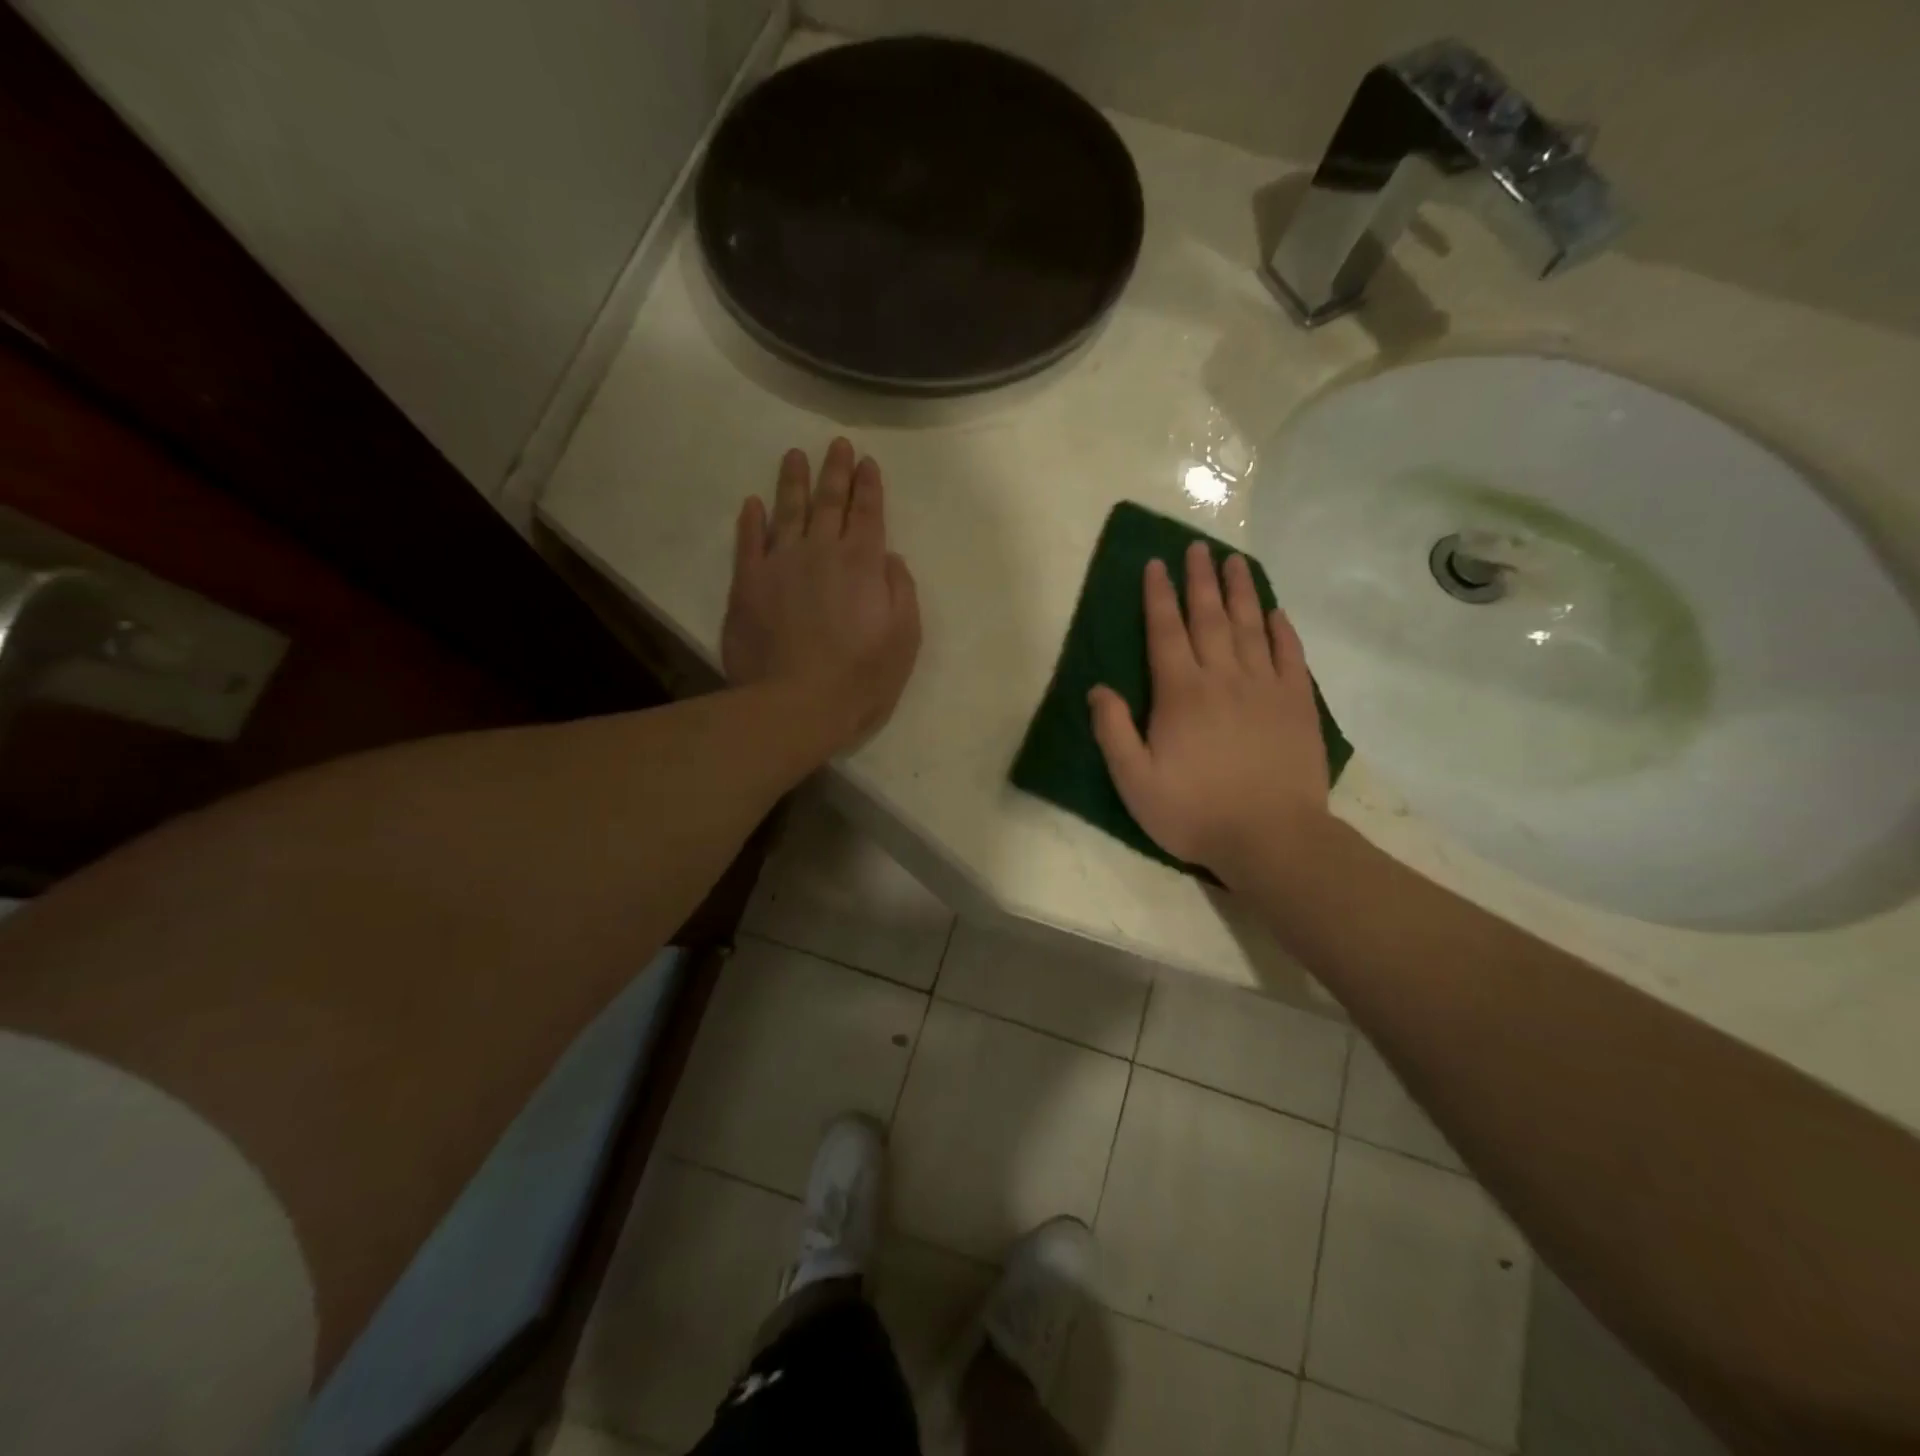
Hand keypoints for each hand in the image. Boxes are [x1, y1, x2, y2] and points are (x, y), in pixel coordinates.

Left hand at [722, 438, 921, 753]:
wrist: (796, 704)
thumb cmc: (861, 677)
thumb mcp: (904, 637)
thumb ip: (900, 590)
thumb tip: (889, 557)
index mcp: (863, 563)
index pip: (868, 513)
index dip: (869, 486)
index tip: (867, 462)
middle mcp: (821, 551)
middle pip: (829, 502)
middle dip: (835, 471)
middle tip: (837, 445)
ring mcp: (780, 564)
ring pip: (787, 511)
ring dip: (793, 482)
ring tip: (794, 456)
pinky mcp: (747, 584)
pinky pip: (749, 542)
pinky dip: (751, 520)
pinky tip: (753, 503)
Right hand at [1089, 542, 1329, 887]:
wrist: (1271, 838)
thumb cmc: (1195, 812)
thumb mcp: (1135, 781)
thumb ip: (1114, 731)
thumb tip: (1099, 689)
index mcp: (1180, 693)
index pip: (1165, 632)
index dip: (1158, 596)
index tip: (1156, 564)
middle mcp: (1222, 677)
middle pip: (1209, 618)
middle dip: (1199, 580)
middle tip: (1196, 547)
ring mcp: (1265, 687)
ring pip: (1250, 627)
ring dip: (1240, 592)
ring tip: (1234, 561)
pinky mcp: (1297, 703)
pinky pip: (1289, 655)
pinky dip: (1281, 630)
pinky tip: (1276, 612)